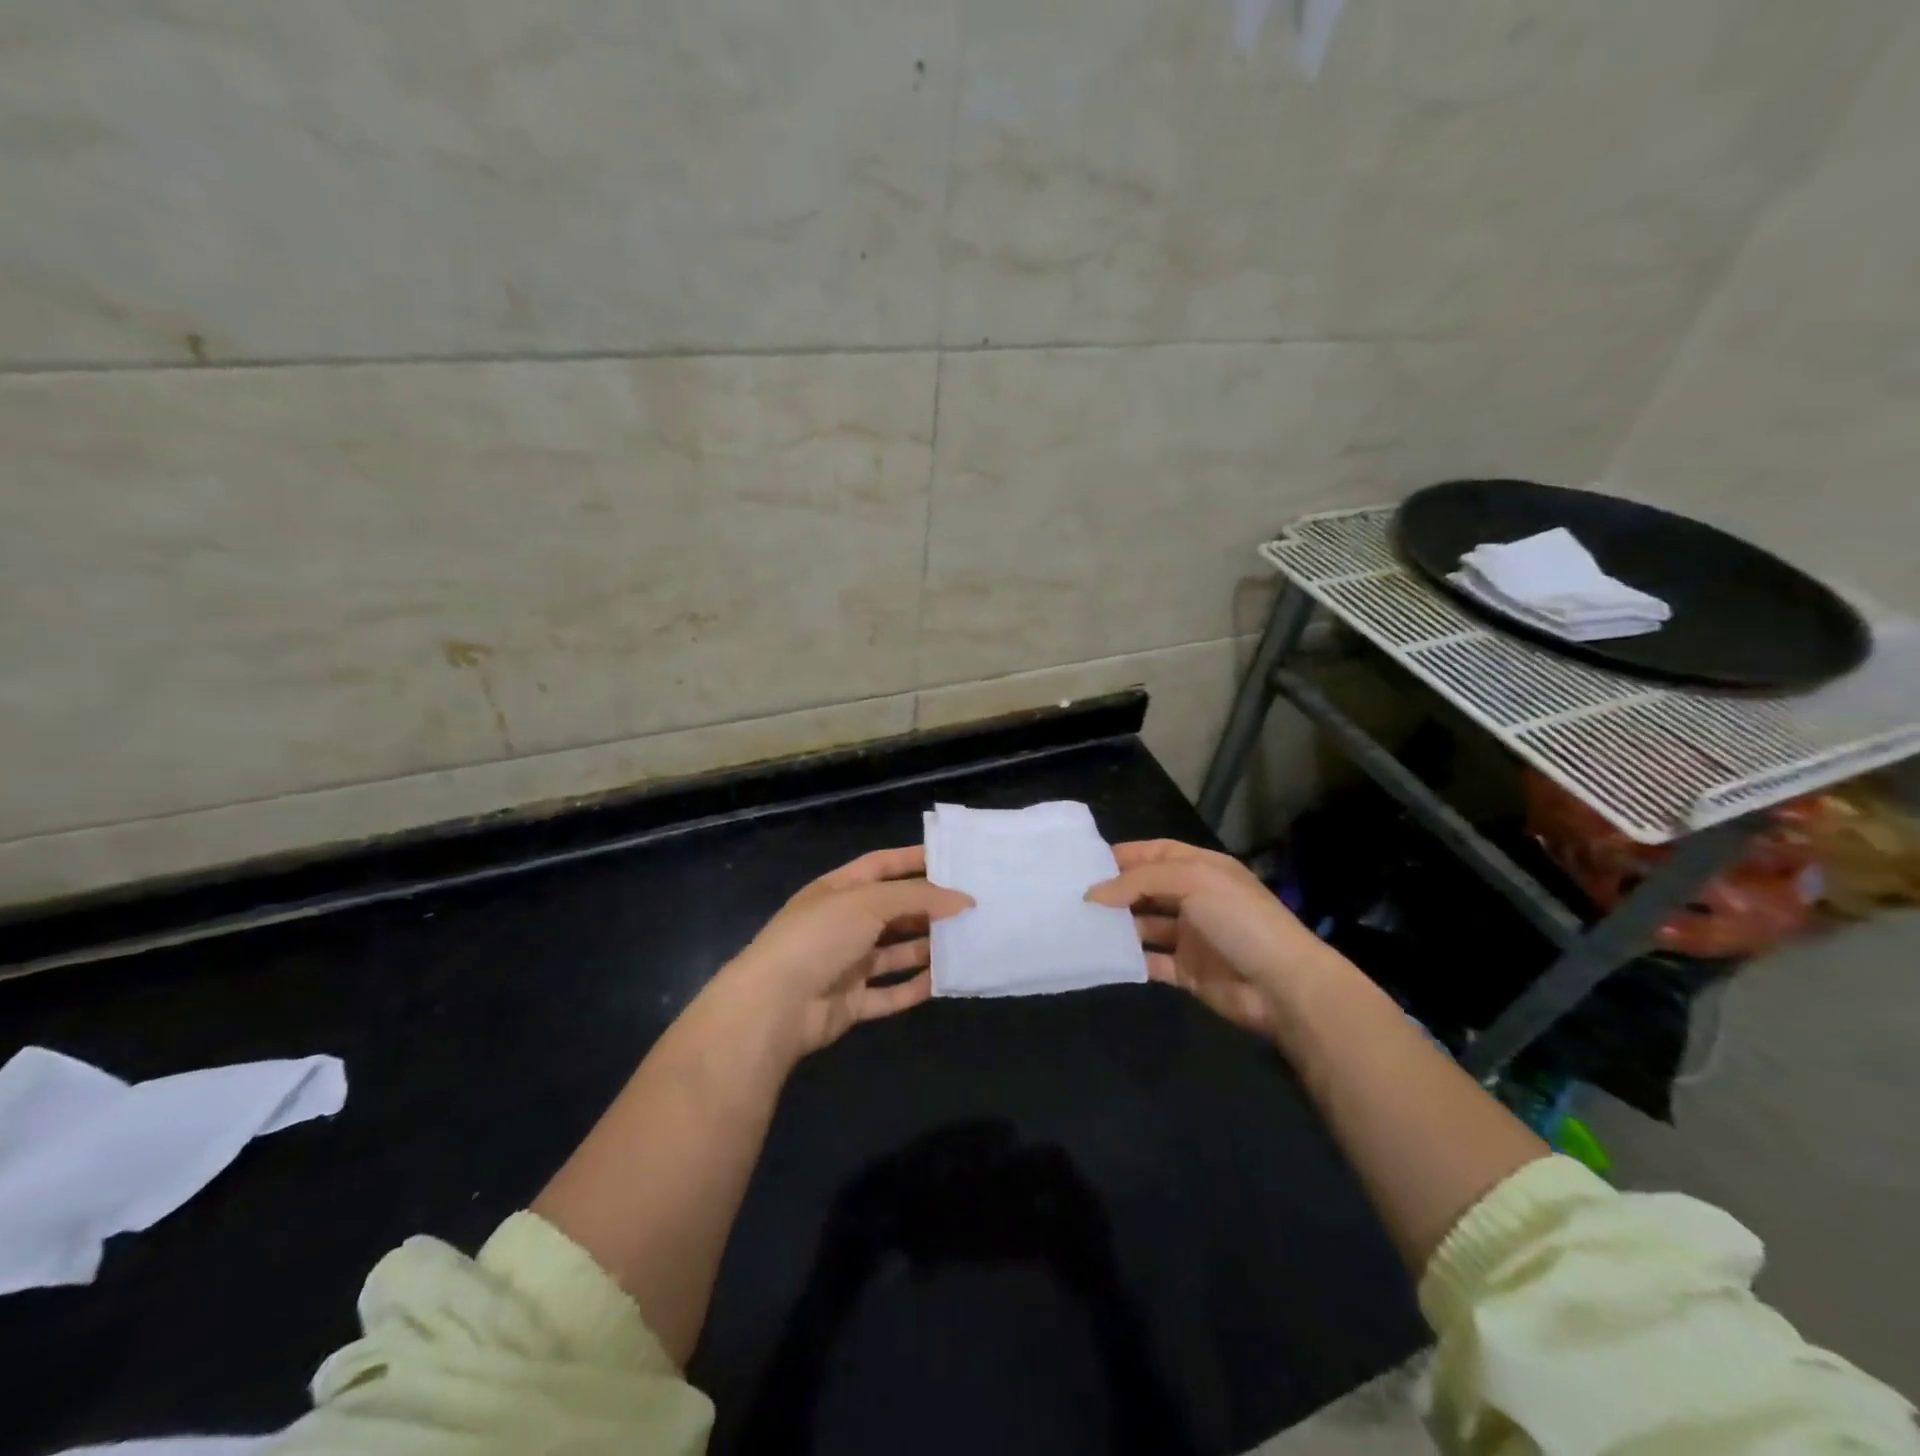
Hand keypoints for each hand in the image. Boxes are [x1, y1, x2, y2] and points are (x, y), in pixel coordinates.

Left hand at [718, 846, 973, 1059]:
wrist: (774, 1005)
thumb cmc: (819, 937)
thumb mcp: (868, 902)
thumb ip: (918, 898)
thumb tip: (963, 900)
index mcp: (838, 890)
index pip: (881, 865)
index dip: (914, 860)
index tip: (953, 860)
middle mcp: (843, 923)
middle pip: (893, 910)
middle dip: (929, 908)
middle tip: (971, 907)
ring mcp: (846, 964)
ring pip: (895, 952)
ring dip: (927, 948)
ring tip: (967, 941)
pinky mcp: (851, 1002)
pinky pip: (890, 993)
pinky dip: (915, 988)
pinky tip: (945, 981)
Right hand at [1086, 839, 1332, 1037]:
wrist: (1283, 986)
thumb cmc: (1239, 919)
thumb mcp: (1192, 881)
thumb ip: (1140, 881)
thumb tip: (1093, 894)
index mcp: (1202, 868)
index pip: (1156, 853)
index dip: (1124, 855)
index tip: (1085, 862)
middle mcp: (1195, 898)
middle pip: (1146, 888)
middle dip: (1115, 890)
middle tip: (1073, 895)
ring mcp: (1191, 936)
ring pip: (1144, 925)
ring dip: (1117, 925)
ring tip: (1078, 924)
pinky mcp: (1187, 971)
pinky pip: (1150, 960)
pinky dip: (1128, 958)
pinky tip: (1100, 955)